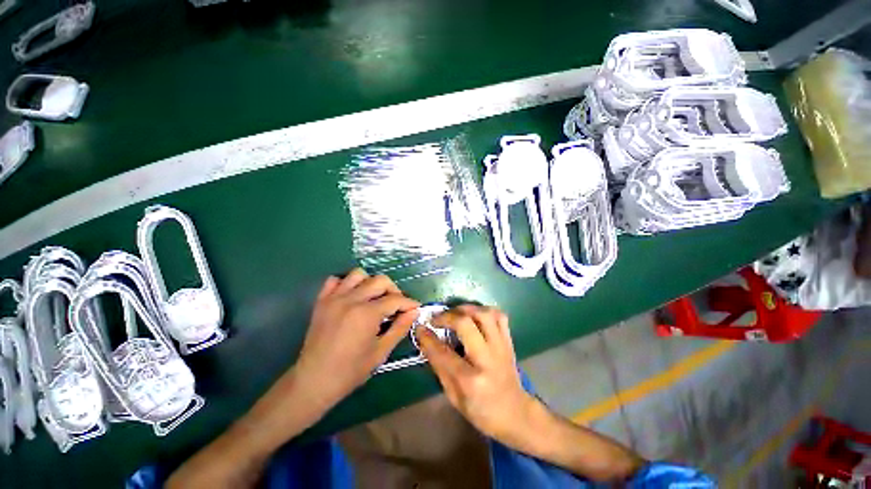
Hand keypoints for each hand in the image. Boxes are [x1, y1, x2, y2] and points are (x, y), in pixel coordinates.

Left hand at [294, 269, 419, 409]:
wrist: (313, 381)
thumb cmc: (350, 371)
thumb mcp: (380, 352)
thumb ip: (399, 328)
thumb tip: (414, 312)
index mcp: (367, 314)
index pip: (395, 299)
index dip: (409, 303)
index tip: (415, 308)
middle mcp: (351, 300)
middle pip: (380, 280)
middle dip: (394, 290)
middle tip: (396, 305)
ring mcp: (334, 298)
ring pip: (359, 274)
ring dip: (371, 283)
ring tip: (374, 298)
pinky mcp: (322, 301)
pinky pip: (335, 280)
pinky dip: (347, 284)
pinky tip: (352, 297)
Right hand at [417, 305, 536, 444]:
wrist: (516, 413)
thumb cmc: (481, 411)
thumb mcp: (454, 397)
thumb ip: (439, 367)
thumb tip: (426, 341)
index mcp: (471, 380)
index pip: (443, 352)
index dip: (428, 338)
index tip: (420, 327)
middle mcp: (487, 359)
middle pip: (466, 324)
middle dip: (447, 316)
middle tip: (437, 319)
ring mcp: (501, 347)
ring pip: (484, 314)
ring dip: (466, 309)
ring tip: (455, 314)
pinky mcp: (509, 341)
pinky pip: (499, 316)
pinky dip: (485, 310)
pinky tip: (475, 315)